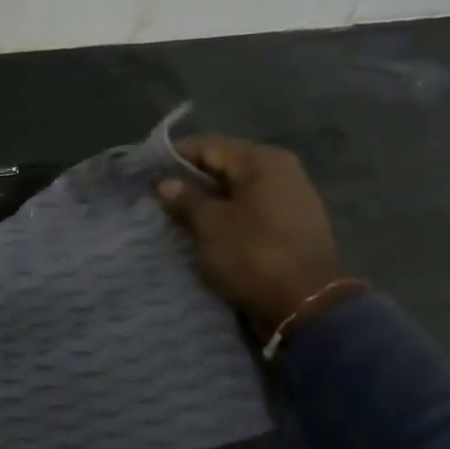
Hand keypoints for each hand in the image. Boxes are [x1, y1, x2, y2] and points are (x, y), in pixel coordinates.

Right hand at [153, 136, 341, 337]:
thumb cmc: (253, 255)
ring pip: (235, 190)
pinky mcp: (290, 225)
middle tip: (155, 199)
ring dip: (206, 201)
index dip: (173, 158)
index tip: (145, 174)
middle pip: (224, 166)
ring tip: (175, 217)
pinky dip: (225, 217)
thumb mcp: (210, 225)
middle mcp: (281, 171)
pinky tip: (204, 231)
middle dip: (189, 181)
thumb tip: (165, 182)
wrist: (304, 303)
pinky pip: (248, 210)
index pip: (208, 146)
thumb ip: (185, 199)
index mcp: (262, 161)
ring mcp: (289, 198)